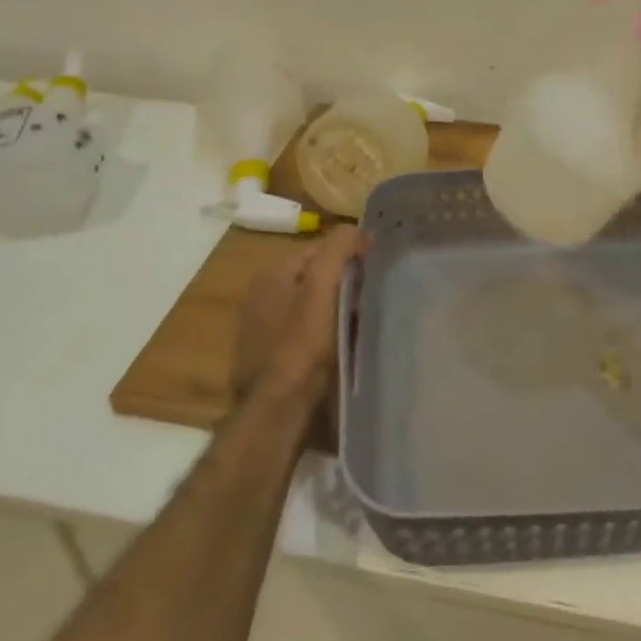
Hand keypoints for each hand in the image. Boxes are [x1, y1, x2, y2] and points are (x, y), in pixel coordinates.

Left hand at [231, 227, 364, 402]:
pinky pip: (306, 334)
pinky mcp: (270, 359)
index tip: (378, 265)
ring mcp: (263, 330)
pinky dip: (325, 334)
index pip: (319, 248)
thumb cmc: (302, 344)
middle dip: (344, 282)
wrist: (278, 410)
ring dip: (337, 309)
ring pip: (312, 306)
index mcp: (272, 275)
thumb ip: (338, 250)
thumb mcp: (322, 286)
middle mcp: (262, 297)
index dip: (350, 251)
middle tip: (373, 295)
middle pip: (315, 277)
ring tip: (364, 320)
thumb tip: (357, 229)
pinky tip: (343, 346)